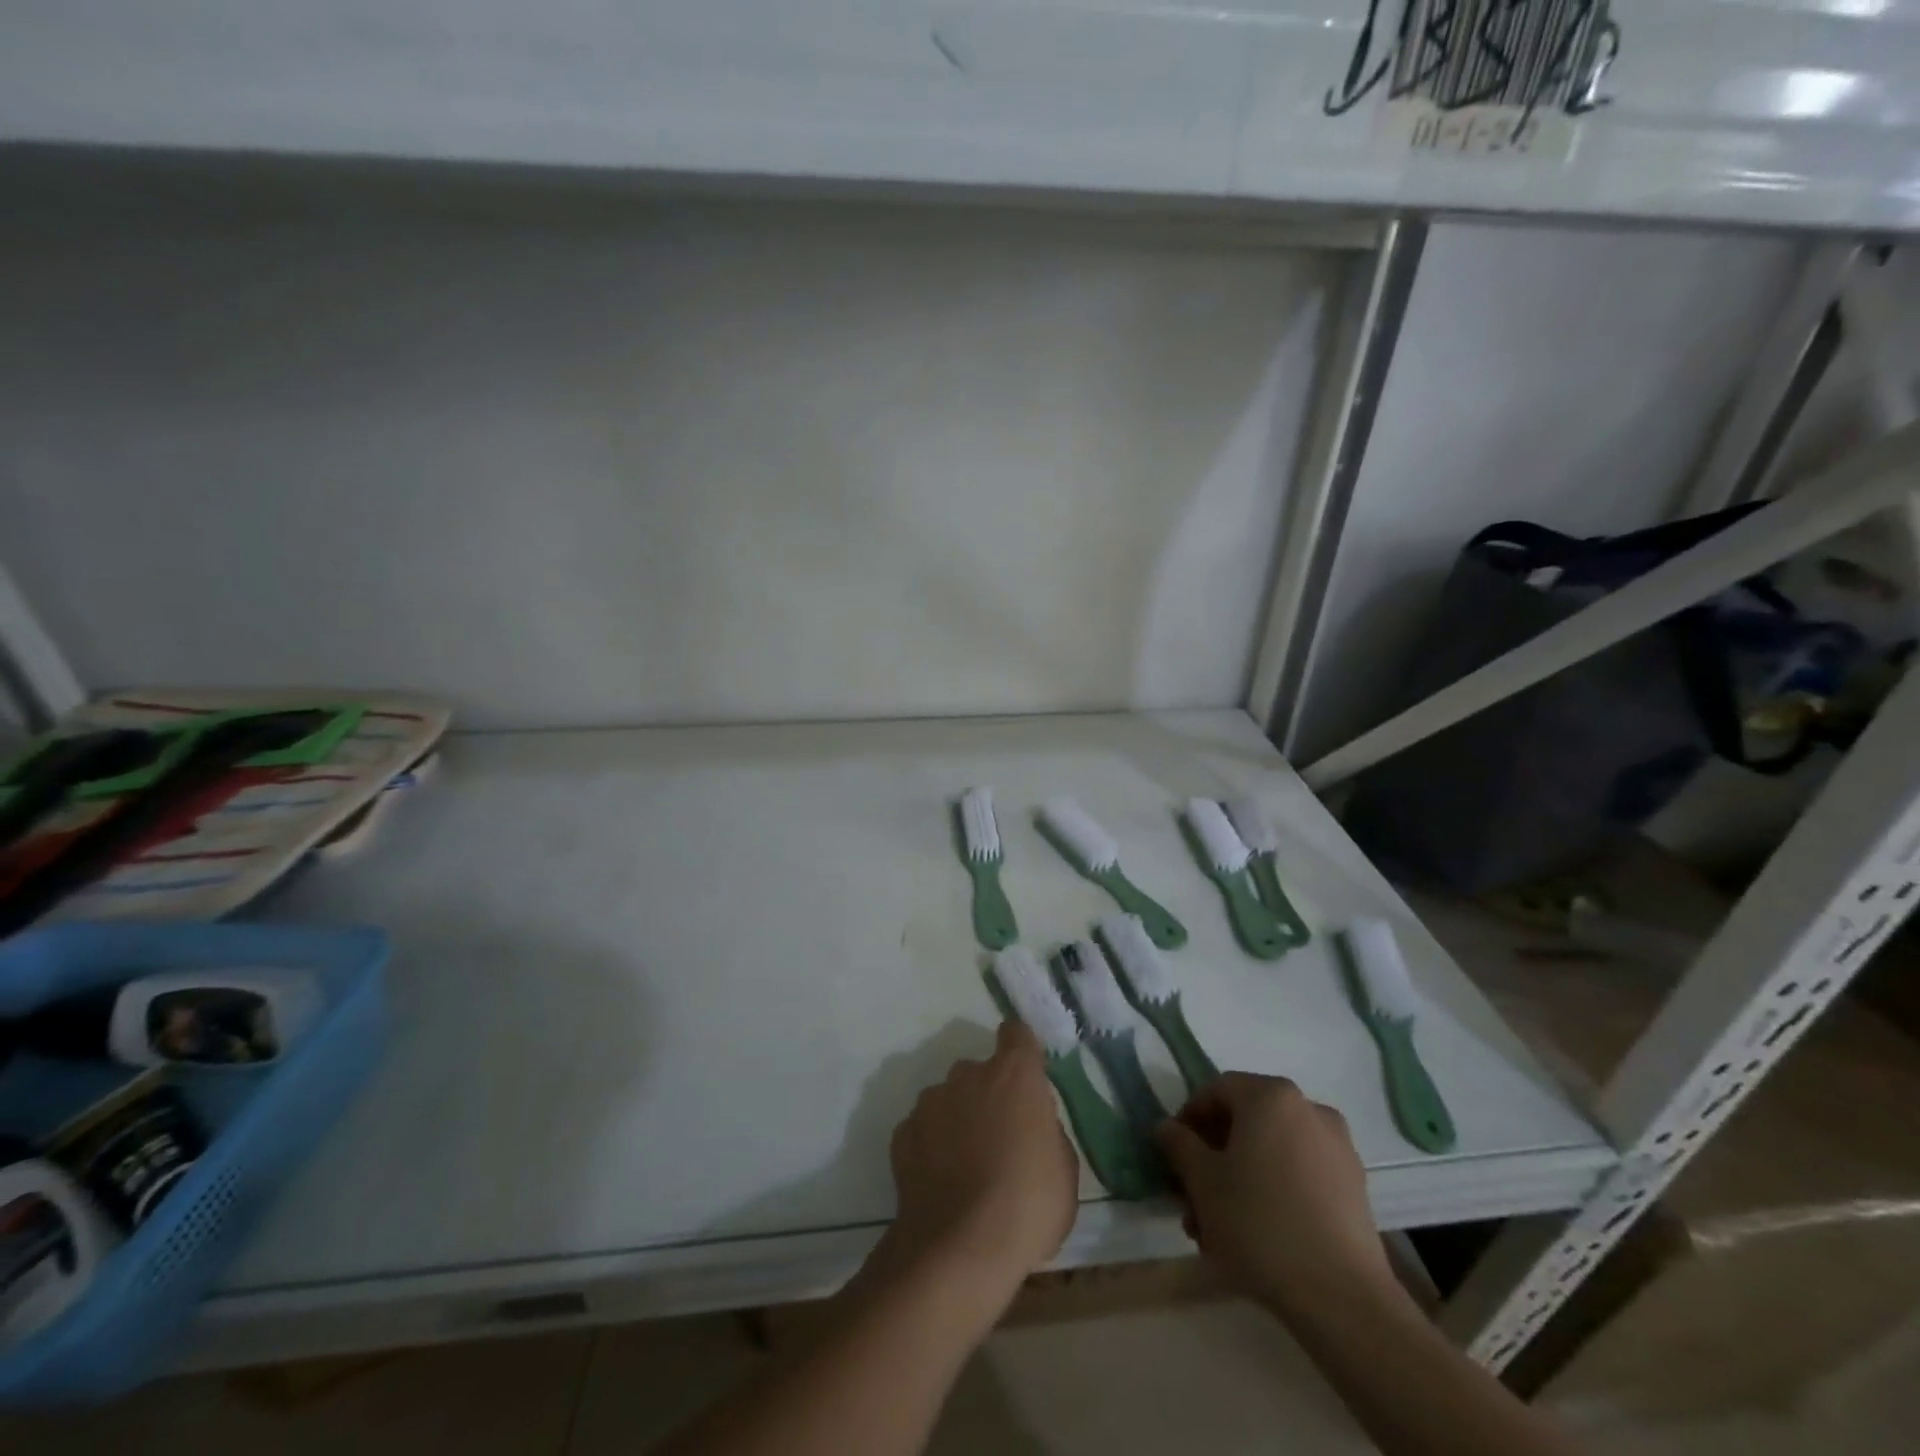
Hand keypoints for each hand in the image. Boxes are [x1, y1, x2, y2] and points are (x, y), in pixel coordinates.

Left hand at [878, 1020, 1078, 1306]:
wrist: (959, 1249)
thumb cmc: (1027, 1205)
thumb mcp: (1064, 1171)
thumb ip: (1047, 1131)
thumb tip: (1032, 1125)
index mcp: (1014, 1075)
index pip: (1017, 1034)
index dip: (1022, 1049)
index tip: (1027, 1073)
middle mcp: (968, 1075)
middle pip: (980, 1071)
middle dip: (989, 1094)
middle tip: (1000, 1138)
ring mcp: (930, 1102)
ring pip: (948, 1098)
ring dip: (958, 1119)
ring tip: (966, 1166)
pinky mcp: (902, 1133)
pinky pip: (923, 1129)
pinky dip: (931, 1146)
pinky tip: (941, 1181)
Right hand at [1155, 1073, 1398, 1322]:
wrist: (1342, 1298)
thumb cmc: (1260, 1223)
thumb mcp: (1202, 1181)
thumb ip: (1178, 1144)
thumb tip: (1167, 1127)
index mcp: (1270, 1096)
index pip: (1216, 1091)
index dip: (1188, 1118)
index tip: (1173, 1155)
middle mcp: (1308, 1108)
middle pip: (1245, 1122)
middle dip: (1213, 1157)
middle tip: (1192, 1197)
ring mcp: (1337, 1148)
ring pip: (1271, 1151)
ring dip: (1240, 1179)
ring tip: (1218, 1228)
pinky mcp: (1354, 1187)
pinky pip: (1299, 1174)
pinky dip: (1273, 1190)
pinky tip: (1257, 1234)